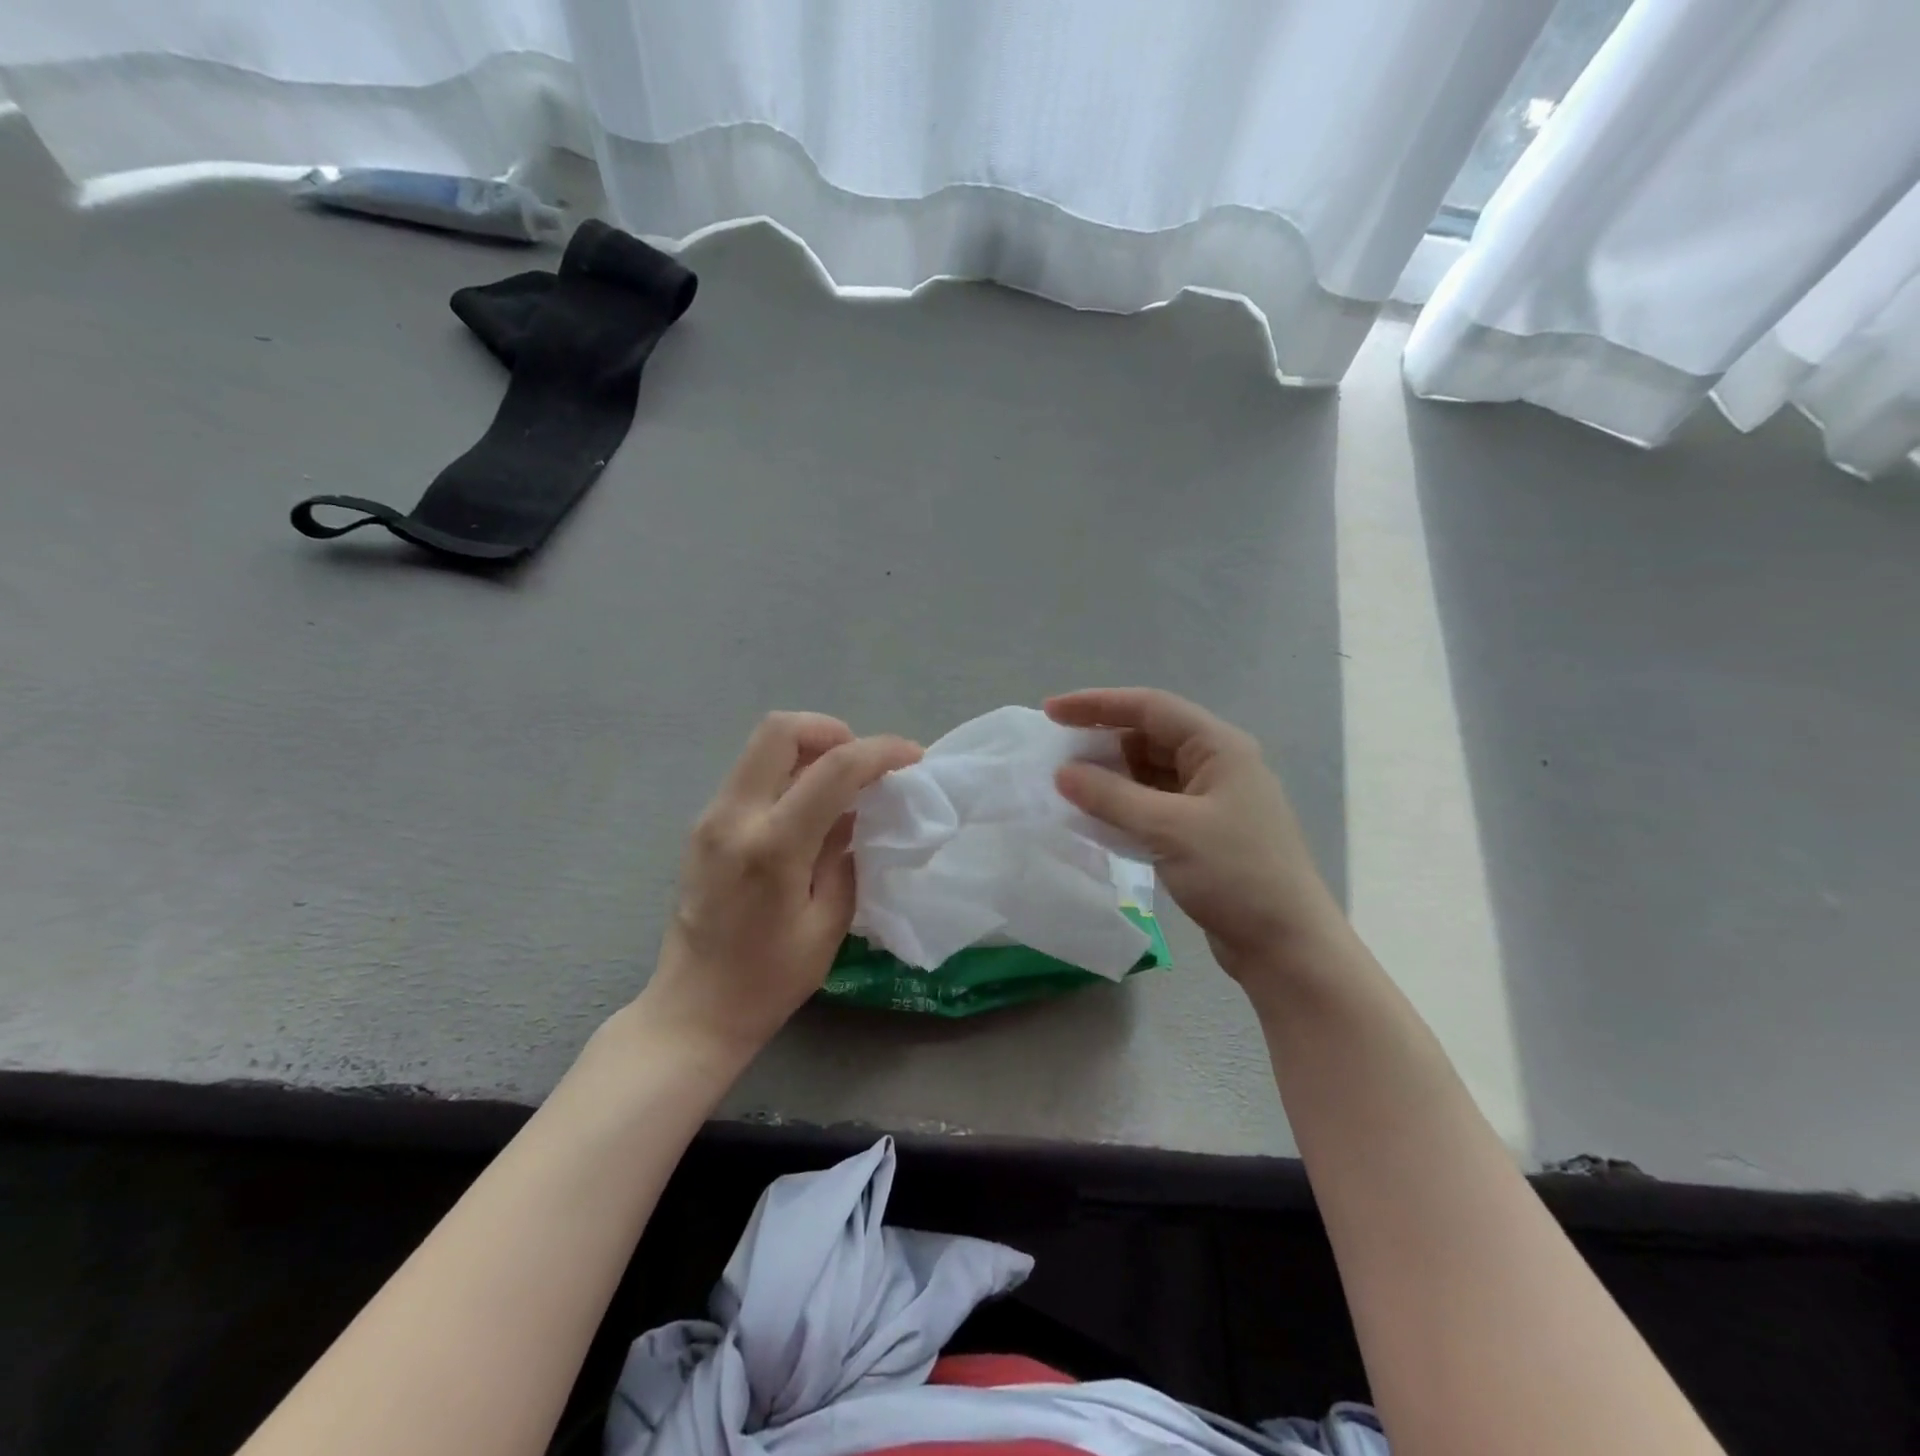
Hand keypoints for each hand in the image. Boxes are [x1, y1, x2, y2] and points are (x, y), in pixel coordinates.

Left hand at [640, 712, 921, 1058]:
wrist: (693, 1010)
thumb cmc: (768, 981)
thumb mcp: (827, 925)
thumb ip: (846, 857)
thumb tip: (858, 813)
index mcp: (772, 847)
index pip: (833, 769)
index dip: (880, 752)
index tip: (913, 756)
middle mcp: (734, 817)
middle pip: (780, 730)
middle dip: (832, 730)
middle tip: (864, 761)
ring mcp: (711, 817)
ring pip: (762, 747)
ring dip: (810, 749)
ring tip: (844, 782)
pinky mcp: (703, 826)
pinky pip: (751, 774)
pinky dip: (788, 771)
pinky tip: (811, 806)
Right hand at [1045, 688, 1342, 987]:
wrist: (1286, 946)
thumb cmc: (1236, 875)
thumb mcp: (1169, 829)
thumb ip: (1111, 797)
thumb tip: (1062, 773)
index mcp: (1219, 747)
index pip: (1150, 708)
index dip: (1097, 704)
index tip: (1050, 712)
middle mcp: (1216, 764)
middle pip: (1149, 737)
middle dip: (1101, 741)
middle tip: (1054, 751)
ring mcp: (1210, 800)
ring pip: (1149, 773)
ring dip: (1109, 776)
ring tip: (1065, 783)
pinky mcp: (1202, 832)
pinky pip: (1153, 804)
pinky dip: (1123, 805)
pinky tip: (1092, 816)